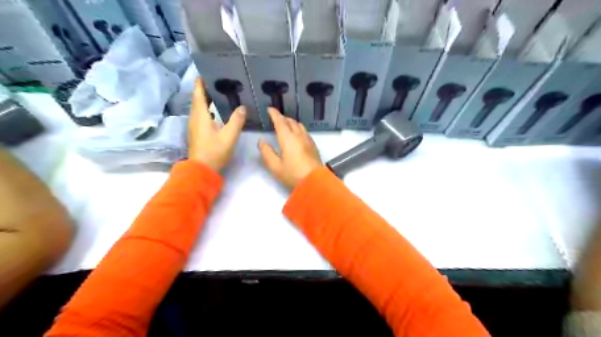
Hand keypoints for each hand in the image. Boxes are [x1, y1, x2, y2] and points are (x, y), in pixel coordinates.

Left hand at [188, 77, 245, 169]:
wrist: (202, 170)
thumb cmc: (214, 151)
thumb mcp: (229, 136)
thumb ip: (236, 120)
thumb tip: (242, 107)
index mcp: (201, 116)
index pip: (198, 94)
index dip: (200, 83)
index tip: (205, 72)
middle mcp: (195, 118)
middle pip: (197, 100)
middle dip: (204, 89)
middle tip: (217, 81)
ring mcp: (194, 127)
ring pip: (199, 108)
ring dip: (206, 100)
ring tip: (218, 94)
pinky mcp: (197, 133)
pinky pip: (201, 116)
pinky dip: (207, 110)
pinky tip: (216, 112)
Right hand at [258, 107, 323, 188]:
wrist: (315, 182)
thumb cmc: (293, 174)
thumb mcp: (275, 166)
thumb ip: (266, 152)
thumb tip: (261, 141)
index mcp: (287, 138)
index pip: (280, 121)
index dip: (274, 114)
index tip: (270, 109)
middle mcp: (299, 135)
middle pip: (291, 121)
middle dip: (283, 118)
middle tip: (276, 118)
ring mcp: (308, 140)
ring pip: (299, 125)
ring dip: (291, 122)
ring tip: (286, 125)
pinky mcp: (313, 146)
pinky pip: (305, 131)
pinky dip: (298, 129)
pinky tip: (297, 135)